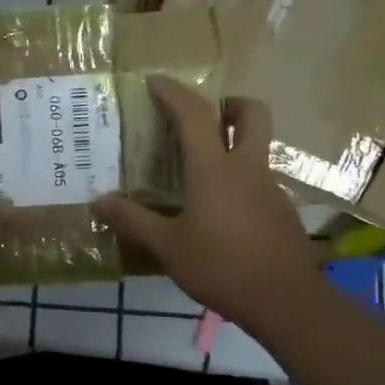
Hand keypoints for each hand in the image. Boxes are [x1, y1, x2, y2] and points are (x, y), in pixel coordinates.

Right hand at [91, 77, 324, 333]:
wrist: (287, 302)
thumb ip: (133, 220)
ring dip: (234, 145)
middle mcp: (246, 168)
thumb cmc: (221, 267)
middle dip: (230, 104)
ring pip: (257, 148)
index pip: (195, 114)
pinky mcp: (282, 212)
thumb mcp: (168, 246)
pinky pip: (258, 181)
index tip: (156, 81)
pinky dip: (239, 182)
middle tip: (206, 117)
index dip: (174, 92)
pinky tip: (221, 214)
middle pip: (252, 114)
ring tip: (201, 174)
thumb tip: (97, 202)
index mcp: (214, 169)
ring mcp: (270, 189)